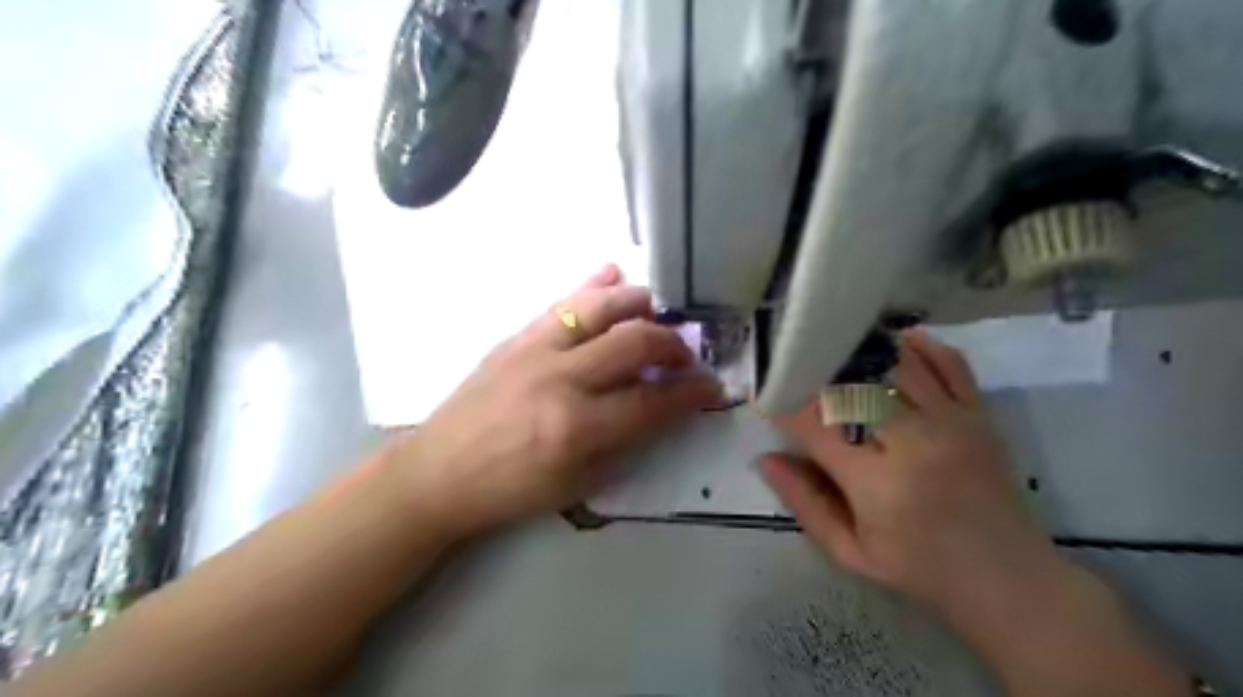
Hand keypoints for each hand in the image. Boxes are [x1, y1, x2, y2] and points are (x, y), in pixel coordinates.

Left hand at [384, 264, 725, 540]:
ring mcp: (535, 350)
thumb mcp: (577, 484)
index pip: (653, 400)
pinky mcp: (515, 337)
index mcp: (577, 426)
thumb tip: (660, 407)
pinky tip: (612, 273)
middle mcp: (561, 377)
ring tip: (656, 311)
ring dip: (638, 303)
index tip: (711, 387)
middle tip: (684, 356)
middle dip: (673, 345)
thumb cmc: (510, 490)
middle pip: (634, 341)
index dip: (691, 393)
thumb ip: (625, 442)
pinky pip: (560, 302)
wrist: (437, 474)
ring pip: (599, 306)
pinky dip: (591, 285)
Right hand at [758, 330, 1057, 616]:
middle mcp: (914, 441)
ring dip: (863, 355)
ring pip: (898, 367)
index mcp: (877, 482)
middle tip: (797, 370)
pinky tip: (898, 341)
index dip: (785, 407)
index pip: (816, 426)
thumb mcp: (850, 552)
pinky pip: (951, 366)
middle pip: (854, 386)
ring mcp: (952, 423)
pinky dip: (924, 348)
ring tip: (837, 349)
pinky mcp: (978, 417)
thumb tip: (765, 459)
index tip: (767, 399)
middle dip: (819, 375)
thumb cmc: (920, 570)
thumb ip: (805, 503)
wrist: (1008, 580)